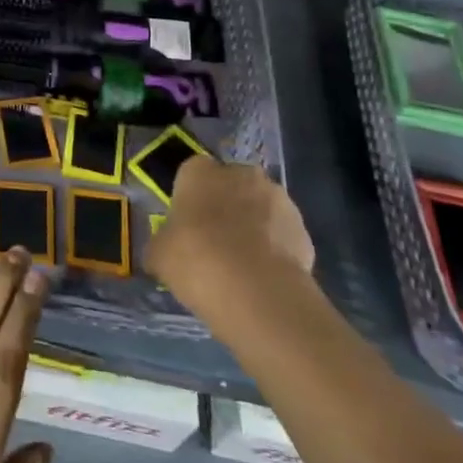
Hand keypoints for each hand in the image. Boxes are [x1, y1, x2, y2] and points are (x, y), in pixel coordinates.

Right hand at [144, 156, 314, 335]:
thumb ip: (163, 242)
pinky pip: (282, 234)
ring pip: (260, 207)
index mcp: (200, 171)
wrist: (255, 290)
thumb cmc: (195, 259)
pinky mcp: (303, 229)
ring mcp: (278, 198)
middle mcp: (241, 174)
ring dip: (253, 225)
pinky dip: (275, 249)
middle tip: (215, 241)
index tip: (187, 223)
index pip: (192, 172)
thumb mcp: (159, 254)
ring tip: (243, 264)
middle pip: (230, 185)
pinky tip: (264, 276)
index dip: (190, 197)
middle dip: (226, 206)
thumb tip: (165, 248)